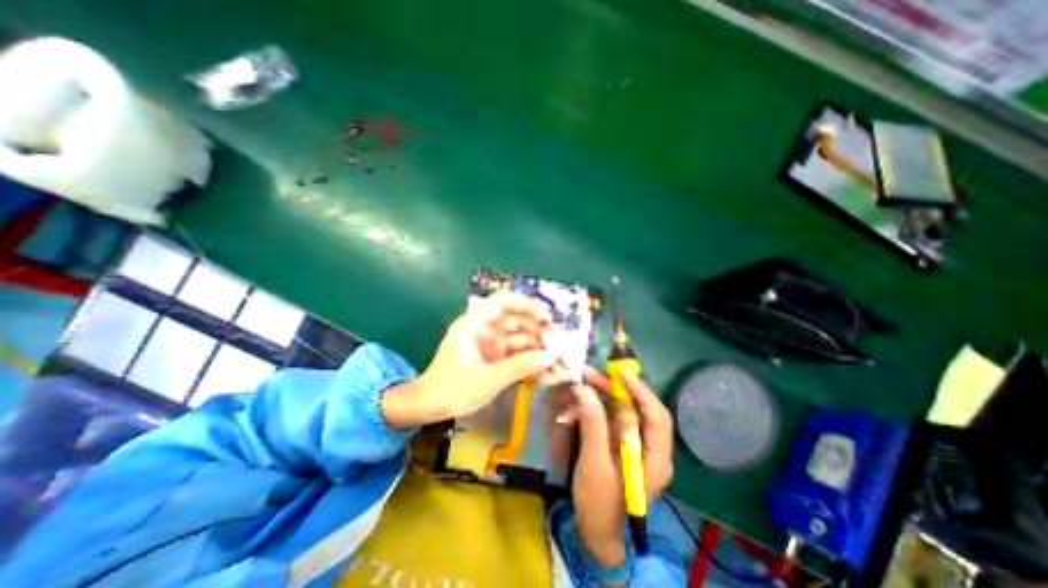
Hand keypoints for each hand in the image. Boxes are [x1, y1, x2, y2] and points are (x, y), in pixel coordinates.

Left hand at [384, 291, 560, 428]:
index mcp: (475, 323)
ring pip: (519, 336)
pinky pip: (517, 352)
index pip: (503, 301)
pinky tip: (545, 369)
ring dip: (537, 346)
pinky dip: (530, 359)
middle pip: (516, 318)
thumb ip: (519, 367)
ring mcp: (490, 343)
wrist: (428, 407)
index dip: (526, 304)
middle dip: (537, 329)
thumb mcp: (487, 379)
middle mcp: (484, 328)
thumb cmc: (451, 389)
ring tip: (557, 359)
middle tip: (556, 343)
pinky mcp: (495, 357)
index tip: (547, 317)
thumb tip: (551, 356)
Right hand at [561, 367, 674, 565]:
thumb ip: (592, 423)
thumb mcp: (594, 462)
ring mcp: (634, 444)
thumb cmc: (599, 503)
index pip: (658, 417)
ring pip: (620, 411)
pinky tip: (571, 414)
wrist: (595, 532)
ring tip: (576, 388)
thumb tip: (583, 389)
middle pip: (637, 409)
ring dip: (598, 398)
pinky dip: (591, 412)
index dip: (642, 392)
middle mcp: (650, 448)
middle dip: (613, 390)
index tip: (621, 373)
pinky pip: (608, 419)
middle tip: (589, 375)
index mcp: (655, 459)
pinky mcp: (620, 444)